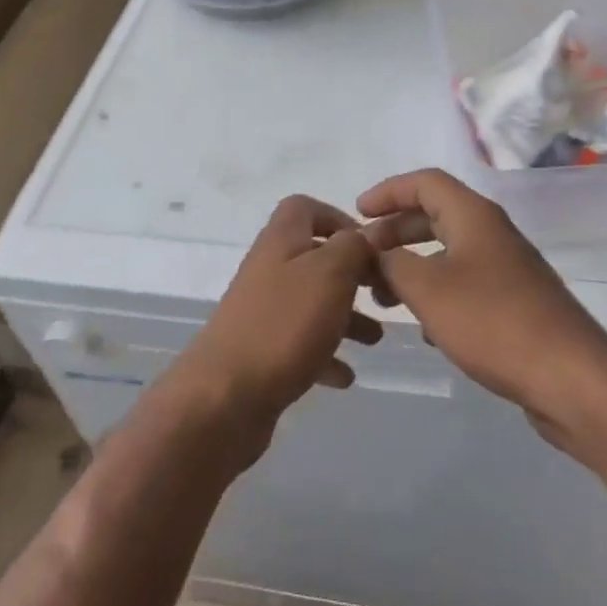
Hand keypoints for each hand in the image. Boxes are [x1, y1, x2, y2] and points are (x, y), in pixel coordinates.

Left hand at [162, 196, 383, 457]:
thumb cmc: (283, 324)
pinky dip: (325, 356)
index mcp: (281, 240)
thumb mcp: (330, 273)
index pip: (305, 208)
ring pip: (311, 303)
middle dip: (351, 275)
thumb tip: (363, 238)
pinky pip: (301, 345)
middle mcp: (269, 269)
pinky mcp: (261, 353)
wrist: (224, 397)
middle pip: (313, 258)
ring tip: (375, 340)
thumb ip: (353, 247)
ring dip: (345, 317)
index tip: (370, 246)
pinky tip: (345, 376)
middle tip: (382, 294)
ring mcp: (262, 312)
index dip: (338, 218)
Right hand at [358, 169, 606, 447]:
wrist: (570, 378)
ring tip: (386, 299)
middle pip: (435, 215)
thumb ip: (392, 264)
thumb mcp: (427, 289)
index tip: (358, 214)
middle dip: (395, 232)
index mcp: (473, 216)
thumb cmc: (492, 322)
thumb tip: (374, 252)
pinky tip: (426, 328)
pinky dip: (438, 294)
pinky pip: (465, 284)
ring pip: (449, 253)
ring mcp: (507, 269)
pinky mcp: (515, 303)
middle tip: (366, 259)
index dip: (388, 191)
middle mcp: (492, 233)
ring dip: (414, 267)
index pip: (424, 181)